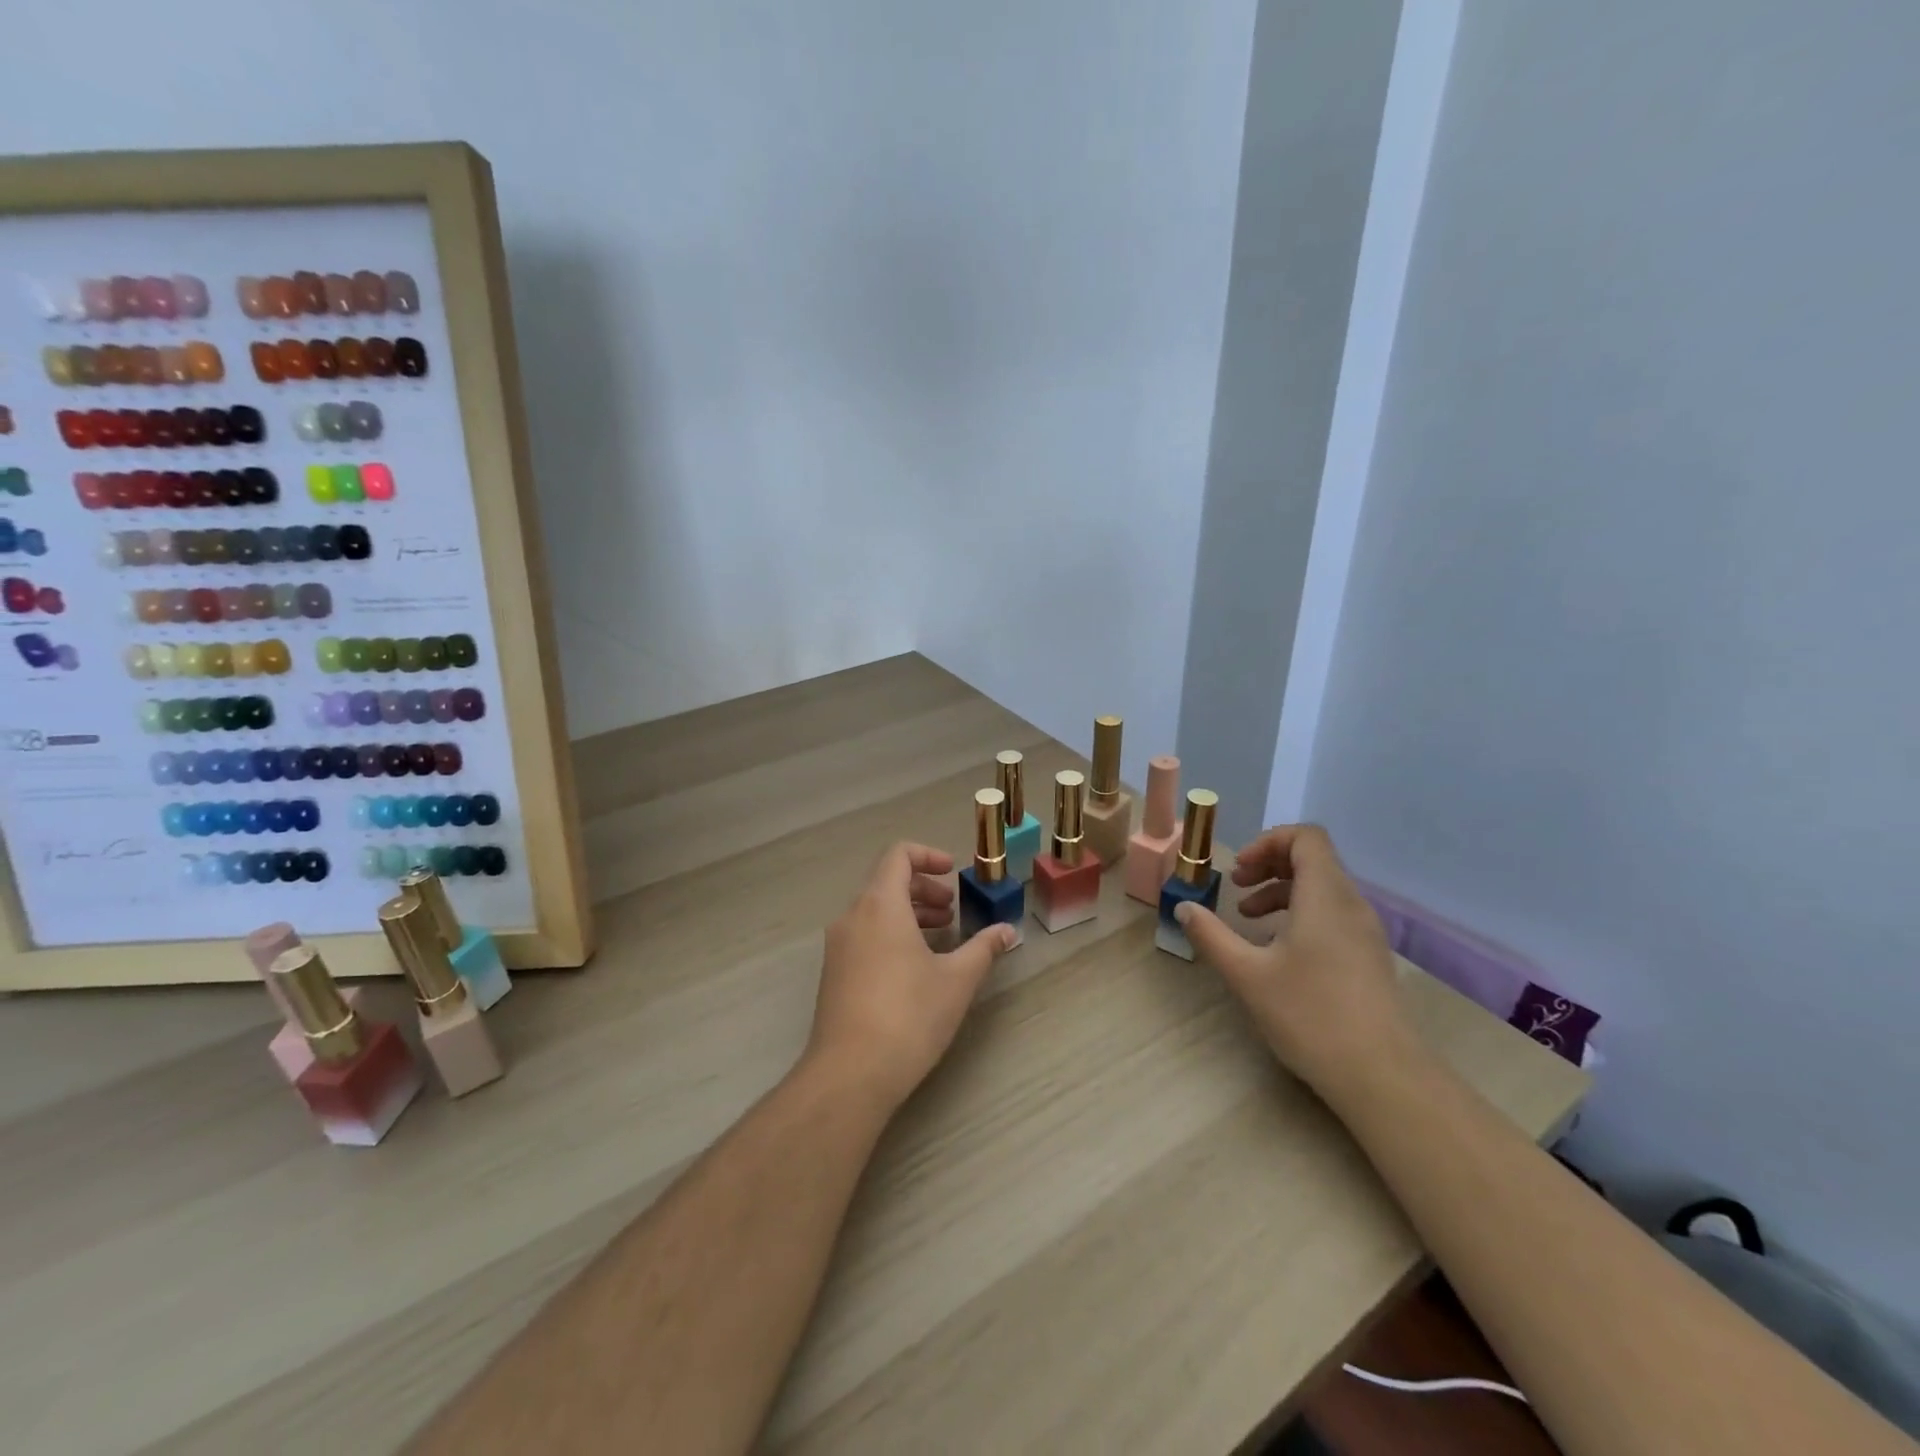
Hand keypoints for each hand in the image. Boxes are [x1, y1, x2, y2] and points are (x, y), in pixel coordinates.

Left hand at [806, 841, 1015, 1114]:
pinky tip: (915, 967)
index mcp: (880, 905)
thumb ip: (983, 948)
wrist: (850, 1074)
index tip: (953, 873)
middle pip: (886, 882)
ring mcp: (838, 945)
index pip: (898, 855)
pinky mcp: (833, 972)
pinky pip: (864, 934)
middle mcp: (852, 916)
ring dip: (909, 913)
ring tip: (940, 937)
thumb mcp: (957, 980)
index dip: (928, 855)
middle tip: (952, 911)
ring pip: (874, 910)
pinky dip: (891, 933)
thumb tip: (1008, 931)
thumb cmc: (909, 1016)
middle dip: (923, 889)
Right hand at [1175, 824, 1412, 1099]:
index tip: (1239, 871)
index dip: (1268, 841)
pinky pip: (1333, 914)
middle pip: (1313, 859)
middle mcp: (1351, 904)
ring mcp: (1365, 932)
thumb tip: (1184, 908)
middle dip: (1269, 865)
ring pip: (1322, 888)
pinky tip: (1278, 950)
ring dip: (1282, 891)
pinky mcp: (1369, 957)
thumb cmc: (1311, 1015)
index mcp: (1325, 896)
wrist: (1382, 1075)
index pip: (1306, 837)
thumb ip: (1211, 936)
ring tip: (1249, 919)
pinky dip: (1301, 914)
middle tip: (1237, 887)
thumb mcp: (1247, 974)